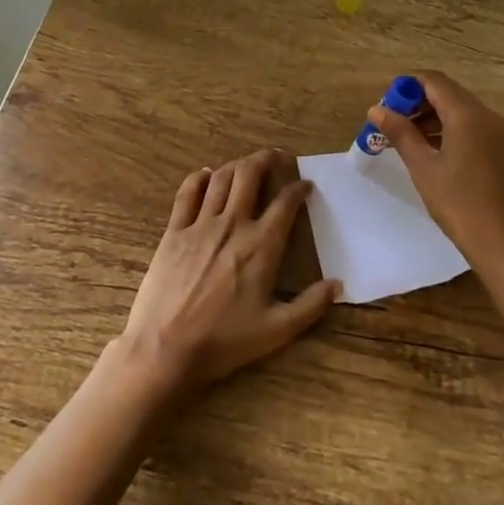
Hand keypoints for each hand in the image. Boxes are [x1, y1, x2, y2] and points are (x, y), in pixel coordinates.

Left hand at [119, 148, 339, 393]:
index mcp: (262, 245)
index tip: (306, 185)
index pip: (285, 202)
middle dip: (266, 159)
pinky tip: (206, 175)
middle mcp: (233, 224)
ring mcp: (200, 225)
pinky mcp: (174, 231)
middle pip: (250, 174)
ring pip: (221, 178)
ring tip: (247, 164)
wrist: (164, 348)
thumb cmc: (223, 341)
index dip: (299, 188)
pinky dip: (199, 178)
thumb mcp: (276, 331)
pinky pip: (187, 193)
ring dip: (237, 164)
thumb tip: (338, 284)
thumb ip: (310, 305)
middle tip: (276, 156)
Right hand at [367, 71, 503, 277]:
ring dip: (431, 117)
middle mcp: (487, 116)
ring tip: (404, 140)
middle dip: (417, 102)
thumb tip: (377, 109)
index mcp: (468, 114)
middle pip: (448, 93)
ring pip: (460, 111)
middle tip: (390, 123)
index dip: (407, 85)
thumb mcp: (423, 168)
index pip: (434, 80)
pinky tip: (430, 153)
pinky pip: (472, 128)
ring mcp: (499, 134)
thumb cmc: (460, 205)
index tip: (384, 102)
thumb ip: (400, 133)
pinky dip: (448, 130)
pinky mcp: (503, 152)